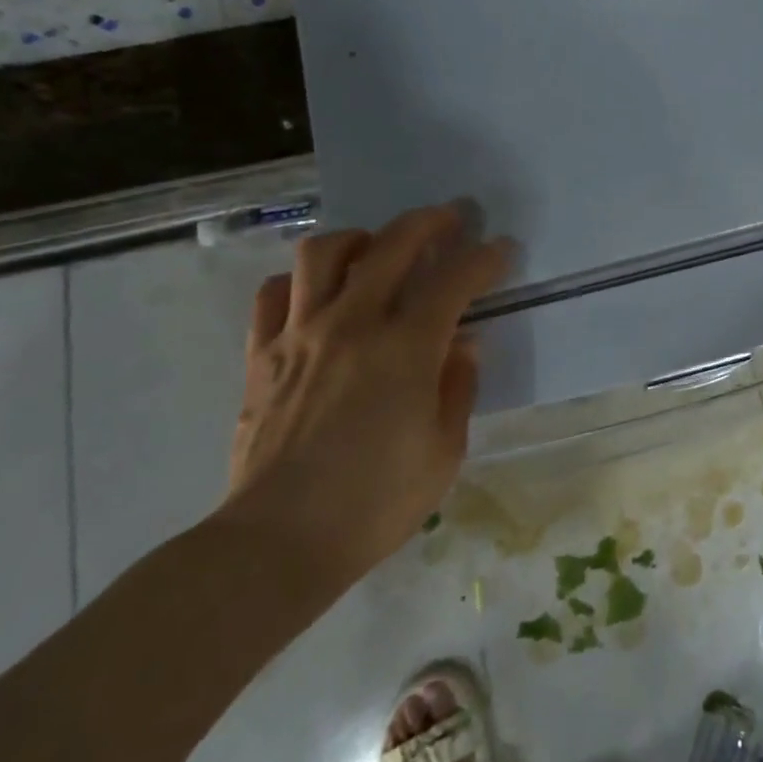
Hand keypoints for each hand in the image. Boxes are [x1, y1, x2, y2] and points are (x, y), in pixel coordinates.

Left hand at [221, 203, 512, 586]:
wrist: (277, 542)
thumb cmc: (376, 502)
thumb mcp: (444, 450)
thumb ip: (458, 386)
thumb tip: (462, 344)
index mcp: (405, 349)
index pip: (454, 281)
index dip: (484, 259)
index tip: (501, 249)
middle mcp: (352, 325)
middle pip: (392, 245)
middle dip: (429, 223)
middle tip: (451, 219)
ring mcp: (299, 335)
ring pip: (324, 253)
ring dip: (361, 238)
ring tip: (379, 247)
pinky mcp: (261, 356)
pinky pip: (274, 294)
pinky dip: (302, 281)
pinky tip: (319, 293)